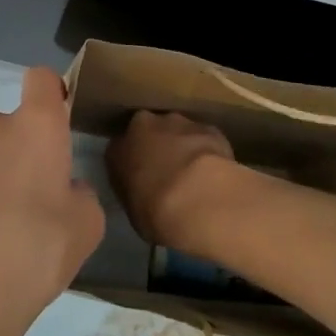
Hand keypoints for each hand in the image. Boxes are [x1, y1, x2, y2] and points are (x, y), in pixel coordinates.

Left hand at [0, 68, 104, 335]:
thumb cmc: (32, 259)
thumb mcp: (86, 229)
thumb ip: (80, 193)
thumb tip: (62, 188)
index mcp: (33, 128)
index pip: (42, 79)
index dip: (50, 97)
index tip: (53, 127)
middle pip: (5, 126)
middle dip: (14, 153)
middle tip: (23, 204)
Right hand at [106, 110, 239, 249]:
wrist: (198, 202)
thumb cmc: (155, 212)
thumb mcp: (132, 209)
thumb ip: (134, 188)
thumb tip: (142, 186)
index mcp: (119, 146)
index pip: (121, 148)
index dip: (133, 162)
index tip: (142, 178)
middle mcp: (146, 124)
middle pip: (151, 131)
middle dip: (159, 147)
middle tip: (169, 174)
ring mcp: (180, 123)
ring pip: (179, 132)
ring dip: (185, 148)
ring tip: (197, 177)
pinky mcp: (210, 129)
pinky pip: (206, 140)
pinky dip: (209, 153)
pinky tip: (216, 175)